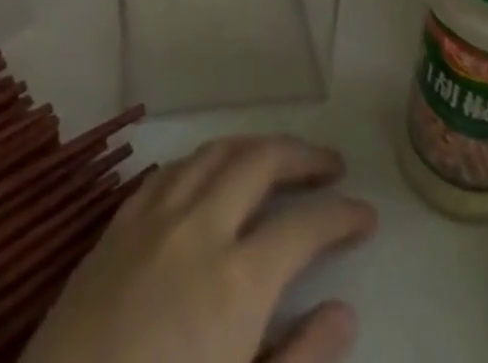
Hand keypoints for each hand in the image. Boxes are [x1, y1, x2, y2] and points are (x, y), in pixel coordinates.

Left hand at [22, 136, 375, 362]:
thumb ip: (299, 360)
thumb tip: (344, 312)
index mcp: (236, 280)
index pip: (303, 227)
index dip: (341, 216)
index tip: (366, 214)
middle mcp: (199, 227)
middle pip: (259, 162)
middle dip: (301, 156)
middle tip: (330, 165)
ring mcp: (154, 215)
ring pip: (214, 151)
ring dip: (252, 146)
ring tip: (277, 157)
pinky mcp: (120, 221)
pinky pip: (171, 167)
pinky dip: (204, 159)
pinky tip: (211, 172)